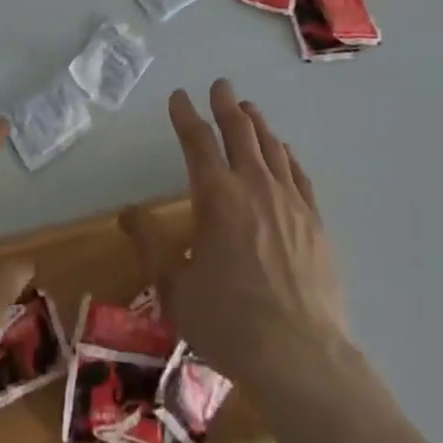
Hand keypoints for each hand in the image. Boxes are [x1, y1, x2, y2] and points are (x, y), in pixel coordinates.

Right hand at [121, 80, 347, 390]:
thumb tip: (127, 213)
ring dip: (256, 122)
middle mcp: (253, 184)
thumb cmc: (230, 323)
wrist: (302, 357)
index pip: (197, 141)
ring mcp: (288, 200)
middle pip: (239, 130)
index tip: (178, 96)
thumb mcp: (176, 289)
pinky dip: (286, 154)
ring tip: (248, 108)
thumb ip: (151, 245)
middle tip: (220, 85)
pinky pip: (298, 173)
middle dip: (225, 103)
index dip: (185, 114)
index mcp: (216, 195)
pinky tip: (283, 151)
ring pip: (270, 145)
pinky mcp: (315, 220)